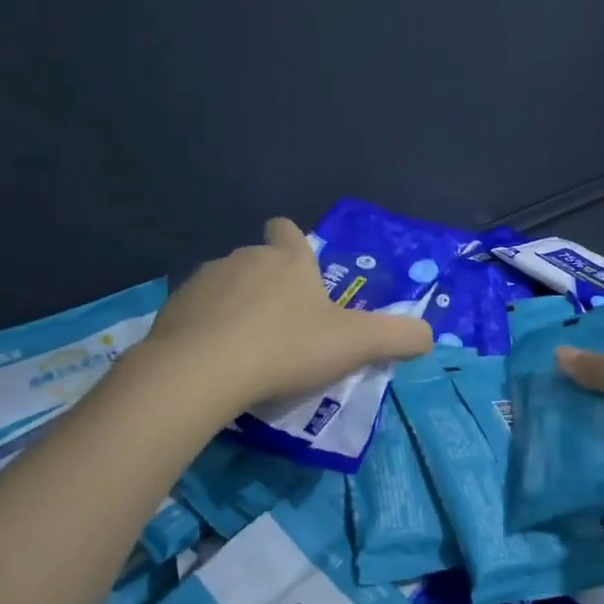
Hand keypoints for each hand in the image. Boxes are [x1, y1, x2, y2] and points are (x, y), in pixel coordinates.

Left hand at [144, 217, 434, 411]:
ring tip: (248, 351)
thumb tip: (429, 334)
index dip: (292, 242)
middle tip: (285, 330)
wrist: (203, 371)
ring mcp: (204, 281)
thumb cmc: (287, 347)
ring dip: (237, 309)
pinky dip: (207, 330)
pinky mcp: (173, 308)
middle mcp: (245, 259)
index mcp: (288, 261)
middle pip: (259, 262)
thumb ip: (399, 336)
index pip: (288, 232)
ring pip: (226, 287)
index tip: (297, 265)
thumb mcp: (357, 344)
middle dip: (270, 287)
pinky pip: (197, 314)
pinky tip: (215, 362)